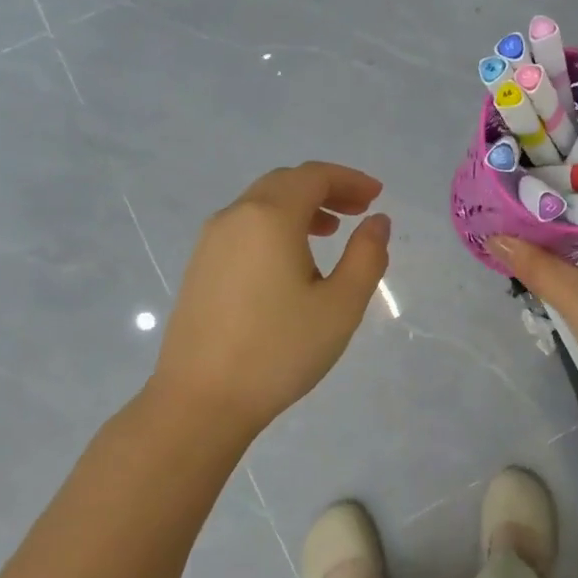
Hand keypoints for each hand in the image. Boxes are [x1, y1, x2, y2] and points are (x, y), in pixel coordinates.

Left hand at [151, 162, 390, 443]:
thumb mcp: (341, 305)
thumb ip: (367, 256)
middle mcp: (235, 217)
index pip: (314, 176)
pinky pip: (244, 227)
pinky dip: (276, 226)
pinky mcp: (200, 267)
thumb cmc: (279, 350)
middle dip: (326, 189)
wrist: (201, 401)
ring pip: (261, 204)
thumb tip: (377, 221)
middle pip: (285, 183)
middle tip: (359, 210)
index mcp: (269, 217)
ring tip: (331, 232)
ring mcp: (210, 242)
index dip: (349, 179)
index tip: (376, 196)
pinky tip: (292, 261)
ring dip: (300, 207)